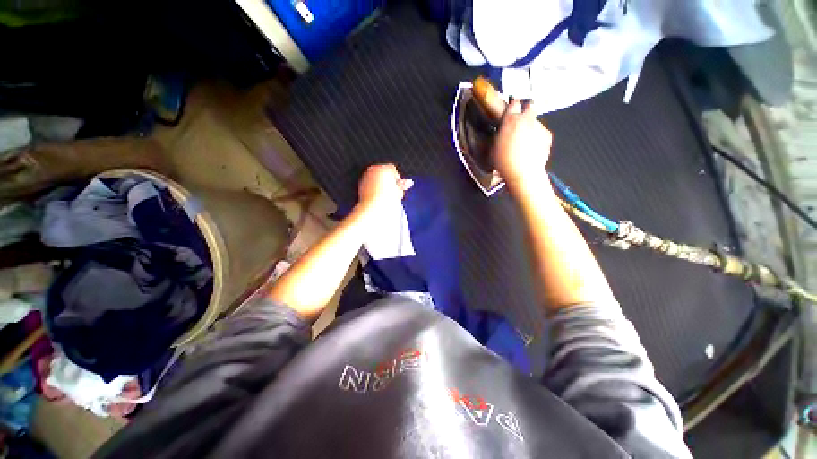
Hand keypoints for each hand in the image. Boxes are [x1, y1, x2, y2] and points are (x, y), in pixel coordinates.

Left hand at [355, 163, 413, 218]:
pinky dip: (373, 189)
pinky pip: (369, 184)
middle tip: (391, 193)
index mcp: (384, 168)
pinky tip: (376, 197)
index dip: (396, 180)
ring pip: (375, 178)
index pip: (393, 170)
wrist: (374, 209)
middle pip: (383, 173)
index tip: (397, 189)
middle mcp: (373, 169)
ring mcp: (365, 176)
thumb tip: (409, 182)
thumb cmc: (386, 200)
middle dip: (387, 181)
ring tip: (384, 196)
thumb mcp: (399, 192)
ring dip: (380, 185)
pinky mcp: (360, 184)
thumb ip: (403, 184)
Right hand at [492, 100, 552, 190]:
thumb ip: (499, 134)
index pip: (514, 103)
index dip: (512, 107)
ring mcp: (538, 126)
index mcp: (510, 120)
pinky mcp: (547, 135)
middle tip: (521, 121)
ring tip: (526, 141)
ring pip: (535, 121)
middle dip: (526, 110)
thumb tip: (501, 131)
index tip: (511, 112)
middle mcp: (526, 119)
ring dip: (531, 126)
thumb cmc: (504, 162)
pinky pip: (541, 132)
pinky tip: (533, 148)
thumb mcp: (493, 148)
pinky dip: (538, 137)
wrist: (523, 173)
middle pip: (530, 105)